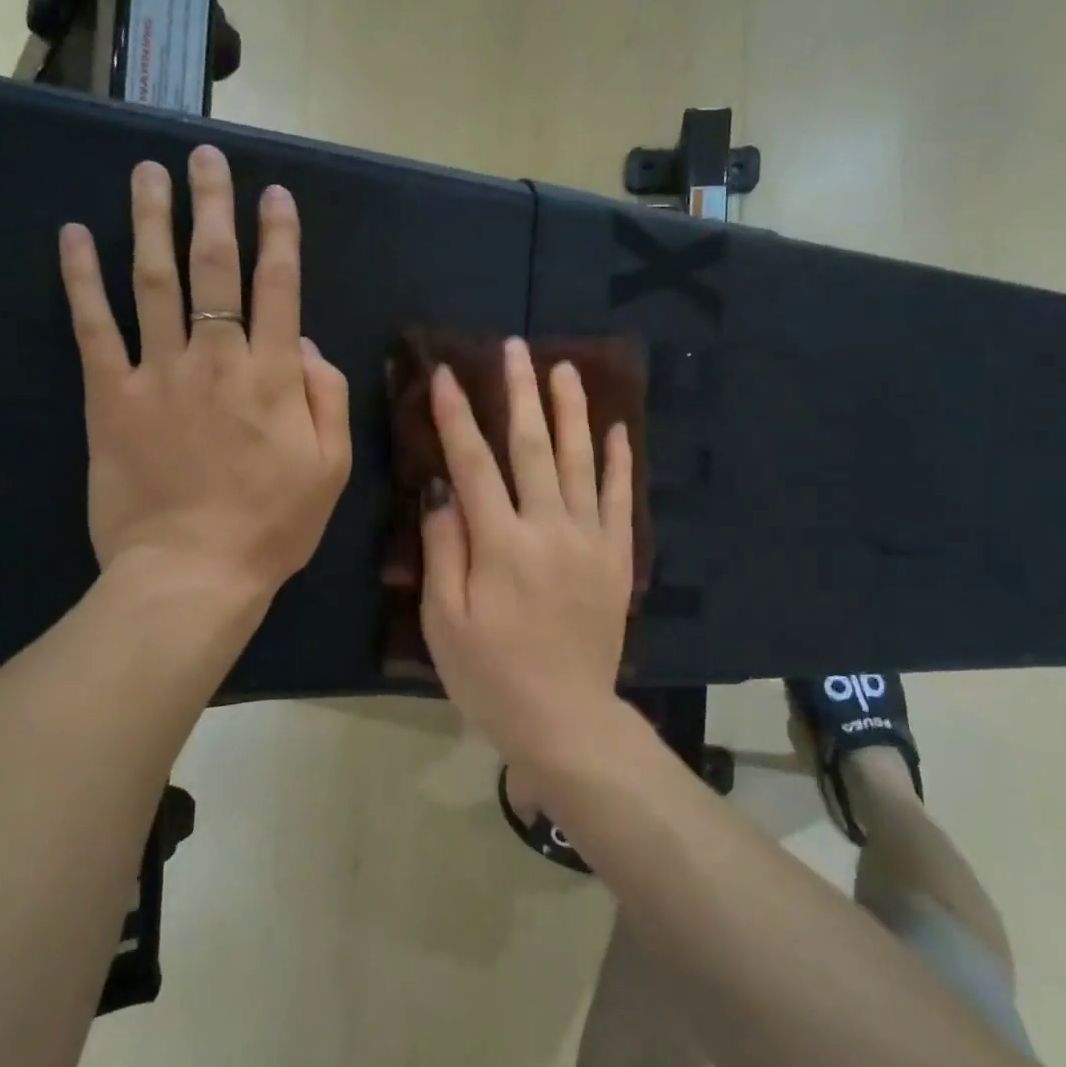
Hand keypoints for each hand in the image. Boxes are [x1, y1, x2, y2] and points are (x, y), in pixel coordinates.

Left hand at [59, 145, 351, 598]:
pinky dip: (81, 279)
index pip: (279, 288)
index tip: (274, 195)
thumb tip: (305, 346)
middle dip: (213, 207)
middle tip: (205, 158)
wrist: (193, 574)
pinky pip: (93, 327)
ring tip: (147, 173)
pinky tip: (73, 237)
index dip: (279, 236)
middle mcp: (216, 359)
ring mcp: (159, 374)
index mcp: (273, 377)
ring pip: (153, 280)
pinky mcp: (111, 398)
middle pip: (214, 267)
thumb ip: (327, 399)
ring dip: (150, 221)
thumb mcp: (330, 469)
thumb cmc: (272, 526)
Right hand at [420, 338, 634, 766]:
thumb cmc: (491, 675)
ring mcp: (590, 540)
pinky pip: (622, 499)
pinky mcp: (616, 558)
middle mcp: (549, 528)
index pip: (473, 463)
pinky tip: (618, 429)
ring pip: (582, 461)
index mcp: (500, 543)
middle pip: (533, 447)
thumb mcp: (444, 621)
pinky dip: (620, 461)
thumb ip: (445, 549)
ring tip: (565, 369)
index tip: (445, 374)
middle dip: (520, 393)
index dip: (456, 416)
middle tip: (516, 347)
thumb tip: (443, 491)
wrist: (565, 719)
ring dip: (572, 411)